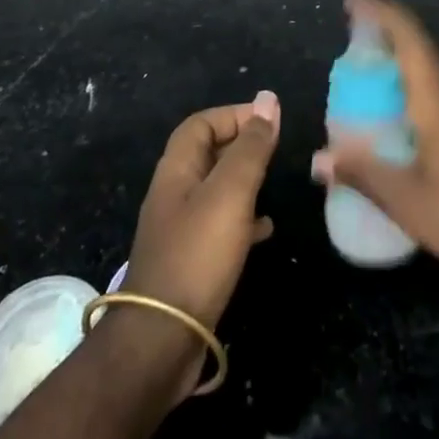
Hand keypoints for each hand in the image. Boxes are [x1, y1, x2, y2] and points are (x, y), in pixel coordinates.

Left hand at [120, 92, 280, 392]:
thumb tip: (267, 98)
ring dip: (243, 181)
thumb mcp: (230, 193)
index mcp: (176, 169)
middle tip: (276, 150)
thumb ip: (250, 147)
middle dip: (240, 145)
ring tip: (274, 184)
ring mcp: (180, 229)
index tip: (269, 120)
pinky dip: (243, 219)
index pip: (201, 124)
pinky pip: (219, 225)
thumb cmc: (197, 255)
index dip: (233, 115)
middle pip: (207, 153)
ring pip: (215, 190)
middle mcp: (174, 193)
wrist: (163, 339)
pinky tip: (265, 230)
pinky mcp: (190, 261)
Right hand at [311, 0, 438, 288]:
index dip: (380, 10)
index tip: (353, 0)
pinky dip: (420, 84)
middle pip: (421, 46)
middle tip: (353, 41)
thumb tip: (318, 160)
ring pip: (436, 68)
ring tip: (374, 75)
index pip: (408, 35)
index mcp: (438, 98)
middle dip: (386, 33)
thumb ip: (363, 175)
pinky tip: (409, 115)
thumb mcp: (409, 203)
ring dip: (404, 60)